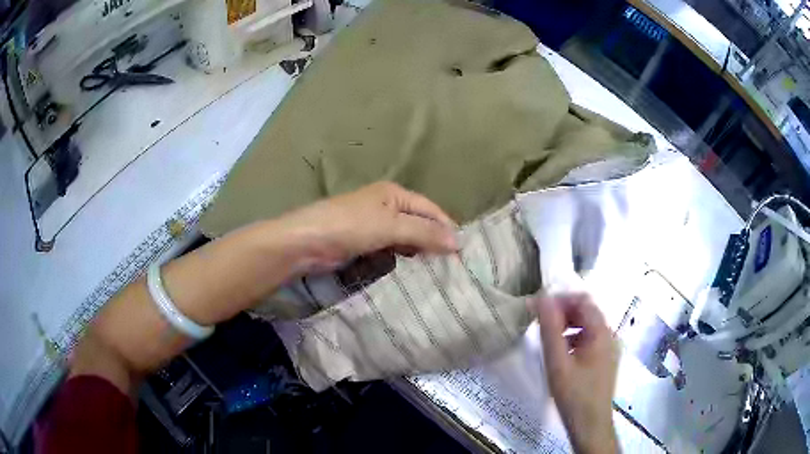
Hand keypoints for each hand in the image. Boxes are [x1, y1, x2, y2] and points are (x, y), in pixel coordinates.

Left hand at [275, 182, 458, 272]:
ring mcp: (375, 225)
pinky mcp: (365, 243)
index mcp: (395, 193)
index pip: (430, 209)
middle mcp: (387, 206)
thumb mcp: (390, 226)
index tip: (464, 251)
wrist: (306, 242)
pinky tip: (413, 269)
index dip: (447, 227)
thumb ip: (424, 233)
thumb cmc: (350, 226)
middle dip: (435, 240)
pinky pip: (392, 249)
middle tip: (454, 264)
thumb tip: (458, 242)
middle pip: (419, 222)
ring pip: (406, 237)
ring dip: (420, 251)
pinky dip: (403, 258)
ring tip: (439, 269)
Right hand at [535, 294, 620, 453]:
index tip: (539, 308)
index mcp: (601, 332)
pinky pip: (590, 340)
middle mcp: (609, 335)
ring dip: (568, 325)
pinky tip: (562, 354)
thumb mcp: (557, 363)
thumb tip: (542, 298)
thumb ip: (550, 330)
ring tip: (549, 338)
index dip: (561, 300)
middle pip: (587, 312)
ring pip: (588, 326)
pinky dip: (575, 339)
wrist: (590, 425)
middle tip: (540, 323)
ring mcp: (609, 348)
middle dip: (563, 312)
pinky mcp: (605, 360)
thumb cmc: (574, 395)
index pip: (583, 301)